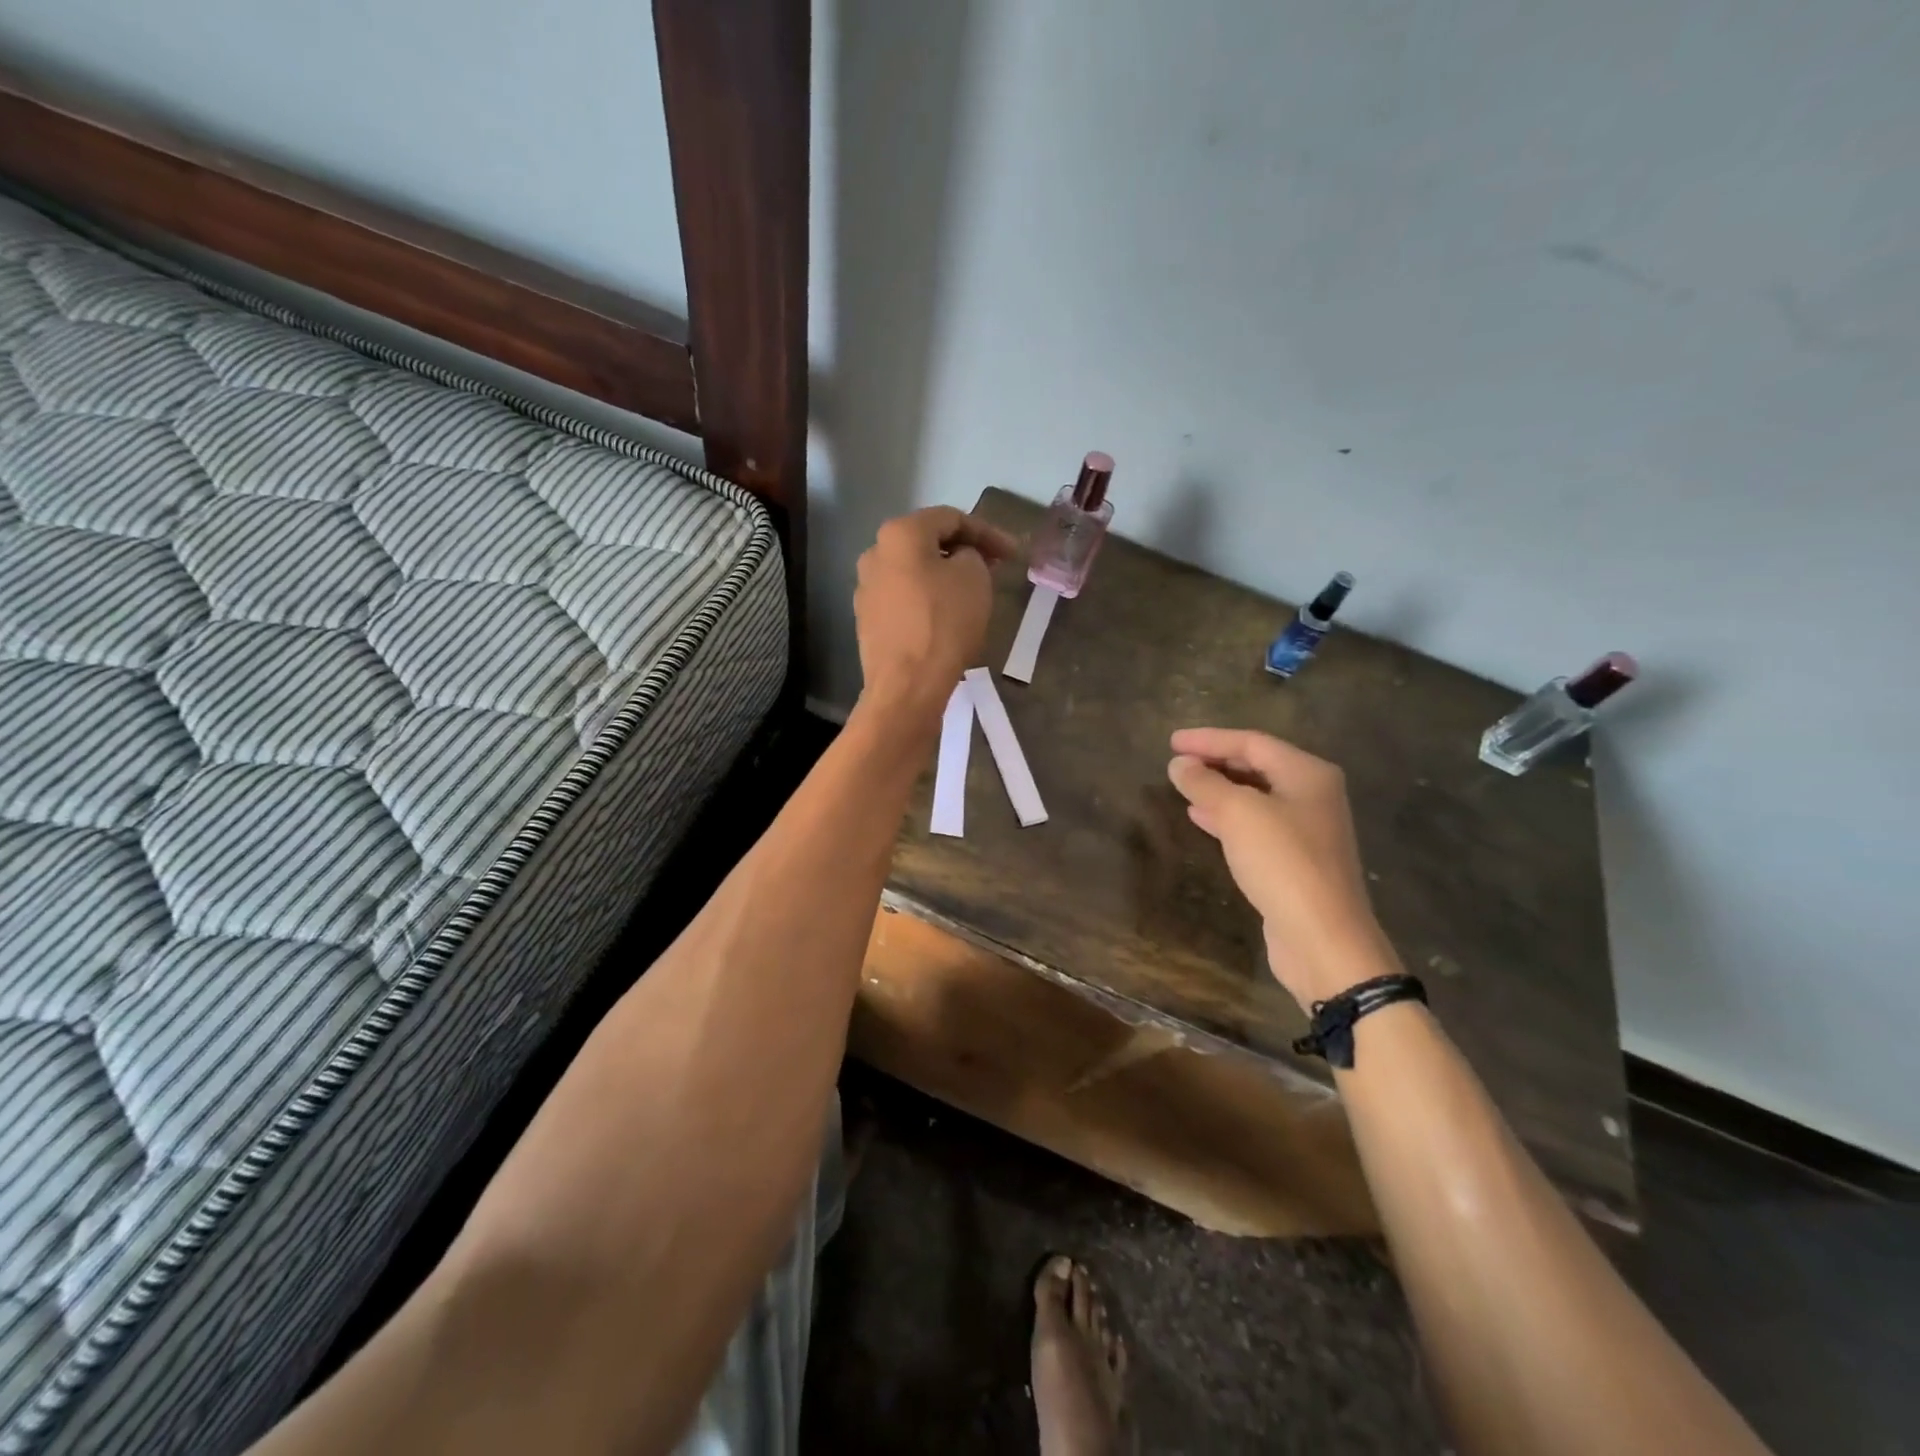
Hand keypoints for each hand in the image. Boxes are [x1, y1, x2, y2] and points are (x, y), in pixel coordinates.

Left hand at [854, 507, 1018, 720]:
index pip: (951, 518)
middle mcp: (875, 553)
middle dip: (963, 551)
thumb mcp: (974, 577)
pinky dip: (928, 599)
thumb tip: (959, 560)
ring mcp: (866, 588)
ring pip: (914, 572)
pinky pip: (904, 599)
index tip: (1013, 553)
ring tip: (972, 592)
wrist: (907, 686)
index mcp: (899, 533)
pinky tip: (946, 616)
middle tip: (994, 567)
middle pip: (927, 542)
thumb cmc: (944, 623)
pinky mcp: (868, 620)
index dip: (988, 532)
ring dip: (944, 576)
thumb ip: (972, 554)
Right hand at [1167, 727, 1398, 1008]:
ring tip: (1183, 785)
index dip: (1208, 739)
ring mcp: (1306, 830)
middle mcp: (1312, 795)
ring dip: (1218, 789)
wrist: (1322, 937)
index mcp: (1307, 774)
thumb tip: (1179, 764)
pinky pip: (1255, 826)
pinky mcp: (1295, 861)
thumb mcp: (1238, 814)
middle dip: (1215, 762)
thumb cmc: (1283, 863)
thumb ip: (1205, 783)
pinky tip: (1200, 818)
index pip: (1252, 742)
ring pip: (1254, 797)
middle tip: (1176, 762)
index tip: (1171, 741)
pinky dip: (1226, 817)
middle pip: (1257, 766)